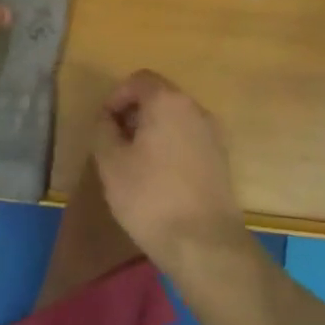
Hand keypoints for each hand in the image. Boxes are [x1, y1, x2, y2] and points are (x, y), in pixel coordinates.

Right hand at [90, 70, 246, 272]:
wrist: (205, 245)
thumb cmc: (151, 197)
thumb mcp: (110, 162)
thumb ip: (103, 130)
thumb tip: (108, 119)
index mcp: (168, 101)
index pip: (139, 80)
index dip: (116, 97)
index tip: (104, 125)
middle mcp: (195, 109)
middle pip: (159, 97)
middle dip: (134, 114)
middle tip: (115, 144)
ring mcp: (213, 134)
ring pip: (175, 119)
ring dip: (152, 131)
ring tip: (135, 164)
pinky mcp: (221, 159)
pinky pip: (188, 139)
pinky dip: (170, 147)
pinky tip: (159, 178)